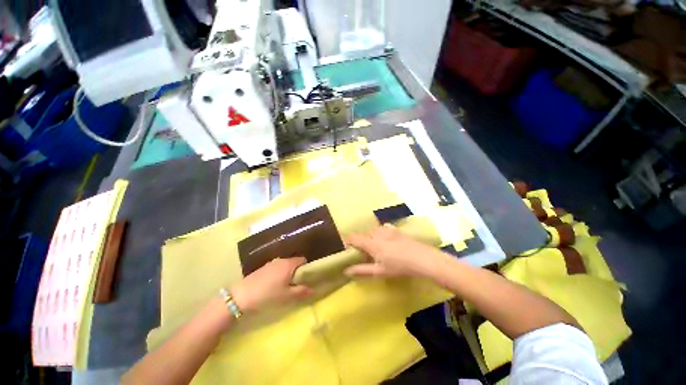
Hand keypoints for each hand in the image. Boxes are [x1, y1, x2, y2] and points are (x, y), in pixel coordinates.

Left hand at [230, 257, 312, 313]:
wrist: (241, 296)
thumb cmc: (268, 294)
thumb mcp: (287, 296)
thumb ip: (302, 291)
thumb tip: (314, 289)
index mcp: (289, 264)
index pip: (303, 260)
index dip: (307, 268)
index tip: (307, 278)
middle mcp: (281, 260)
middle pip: (294, 262)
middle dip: (297, 272)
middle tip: (297, 284)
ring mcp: (271, 263)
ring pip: (285, 265)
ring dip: (288, 273)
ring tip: (286, 286)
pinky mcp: (263, 268)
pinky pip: (277, 268)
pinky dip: (279, 274)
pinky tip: (274, 285)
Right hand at [344, 224, 441, 277]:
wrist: (421, 258)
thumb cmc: (399, 267)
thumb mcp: (379, 271)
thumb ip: (361, 270)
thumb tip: (346, 270)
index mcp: (371, 243)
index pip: (353, 238)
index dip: (348, 242)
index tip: (349, 250)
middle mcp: (377, 233)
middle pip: (364, 235)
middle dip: (363, 243)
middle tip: (369, 255)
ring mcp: (386, 229)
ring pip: (373, 232)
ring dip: (372, 239)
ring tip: (380, 249)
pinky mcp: (394, 228)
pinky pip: (382, 228)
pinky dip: (381, 234)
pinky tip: (388, 241)